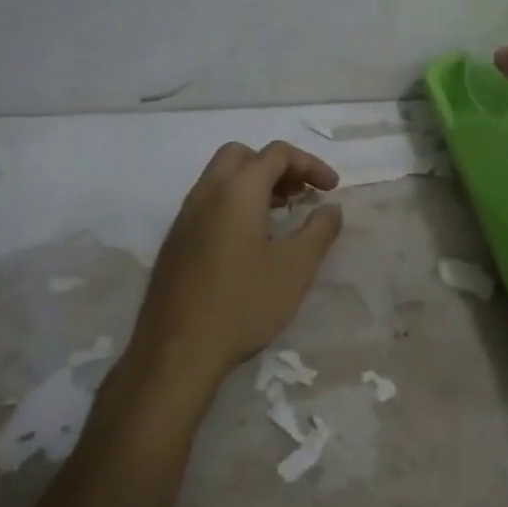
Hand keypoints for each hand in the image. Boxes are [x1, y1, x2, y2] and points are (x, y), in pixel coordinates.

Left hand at [128, 141, 343, 396]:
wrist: (176, 352)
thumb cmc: (243, 303)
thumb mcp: (296, 267)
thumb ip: (320, 230)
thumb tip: (331, 207)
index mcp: (236, 190)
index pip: (276, 154)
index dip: (310, 164)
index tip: (332, 189)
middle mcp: (206, 194)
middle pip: (242, 156)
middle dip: (276, 166)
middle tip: (300, 193)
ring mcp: (184, 218)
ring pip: (221, 179)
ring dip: (255, 185)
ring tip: (282, 215)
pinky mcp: (175, 243)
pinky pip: (209, 204)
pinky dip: (235, 205)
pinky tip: (252, 242)